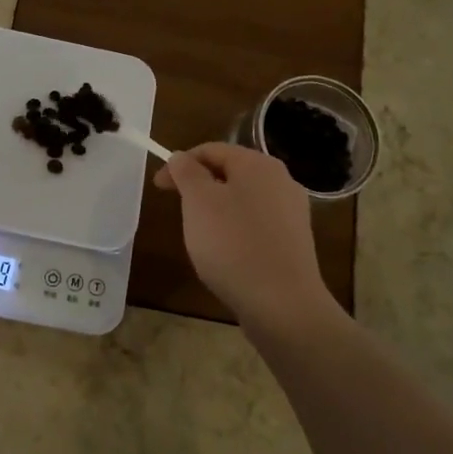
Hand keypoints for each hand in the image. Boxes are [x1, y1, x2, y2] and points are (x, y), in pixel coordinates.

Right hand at [154, 142, 336, 332]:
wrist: (282, 303)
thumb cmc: (233, 244)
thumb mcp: (198, 202)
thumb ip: (186, 172)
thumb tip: (181, 157)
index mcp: (258, 164)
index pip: (212, 150)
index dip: (180, 164)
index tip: (158, 188)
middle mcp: (281, 181)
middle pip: (229, 172)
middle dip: (199, 187)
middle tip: (178, 210)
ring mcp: (292, 212)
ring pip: (243, 199)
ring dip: (216, 209)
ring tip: (200, 235)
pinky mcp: (294, 241)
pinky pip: (256, 224)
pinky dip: (235, 230)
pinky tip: (226, 254)